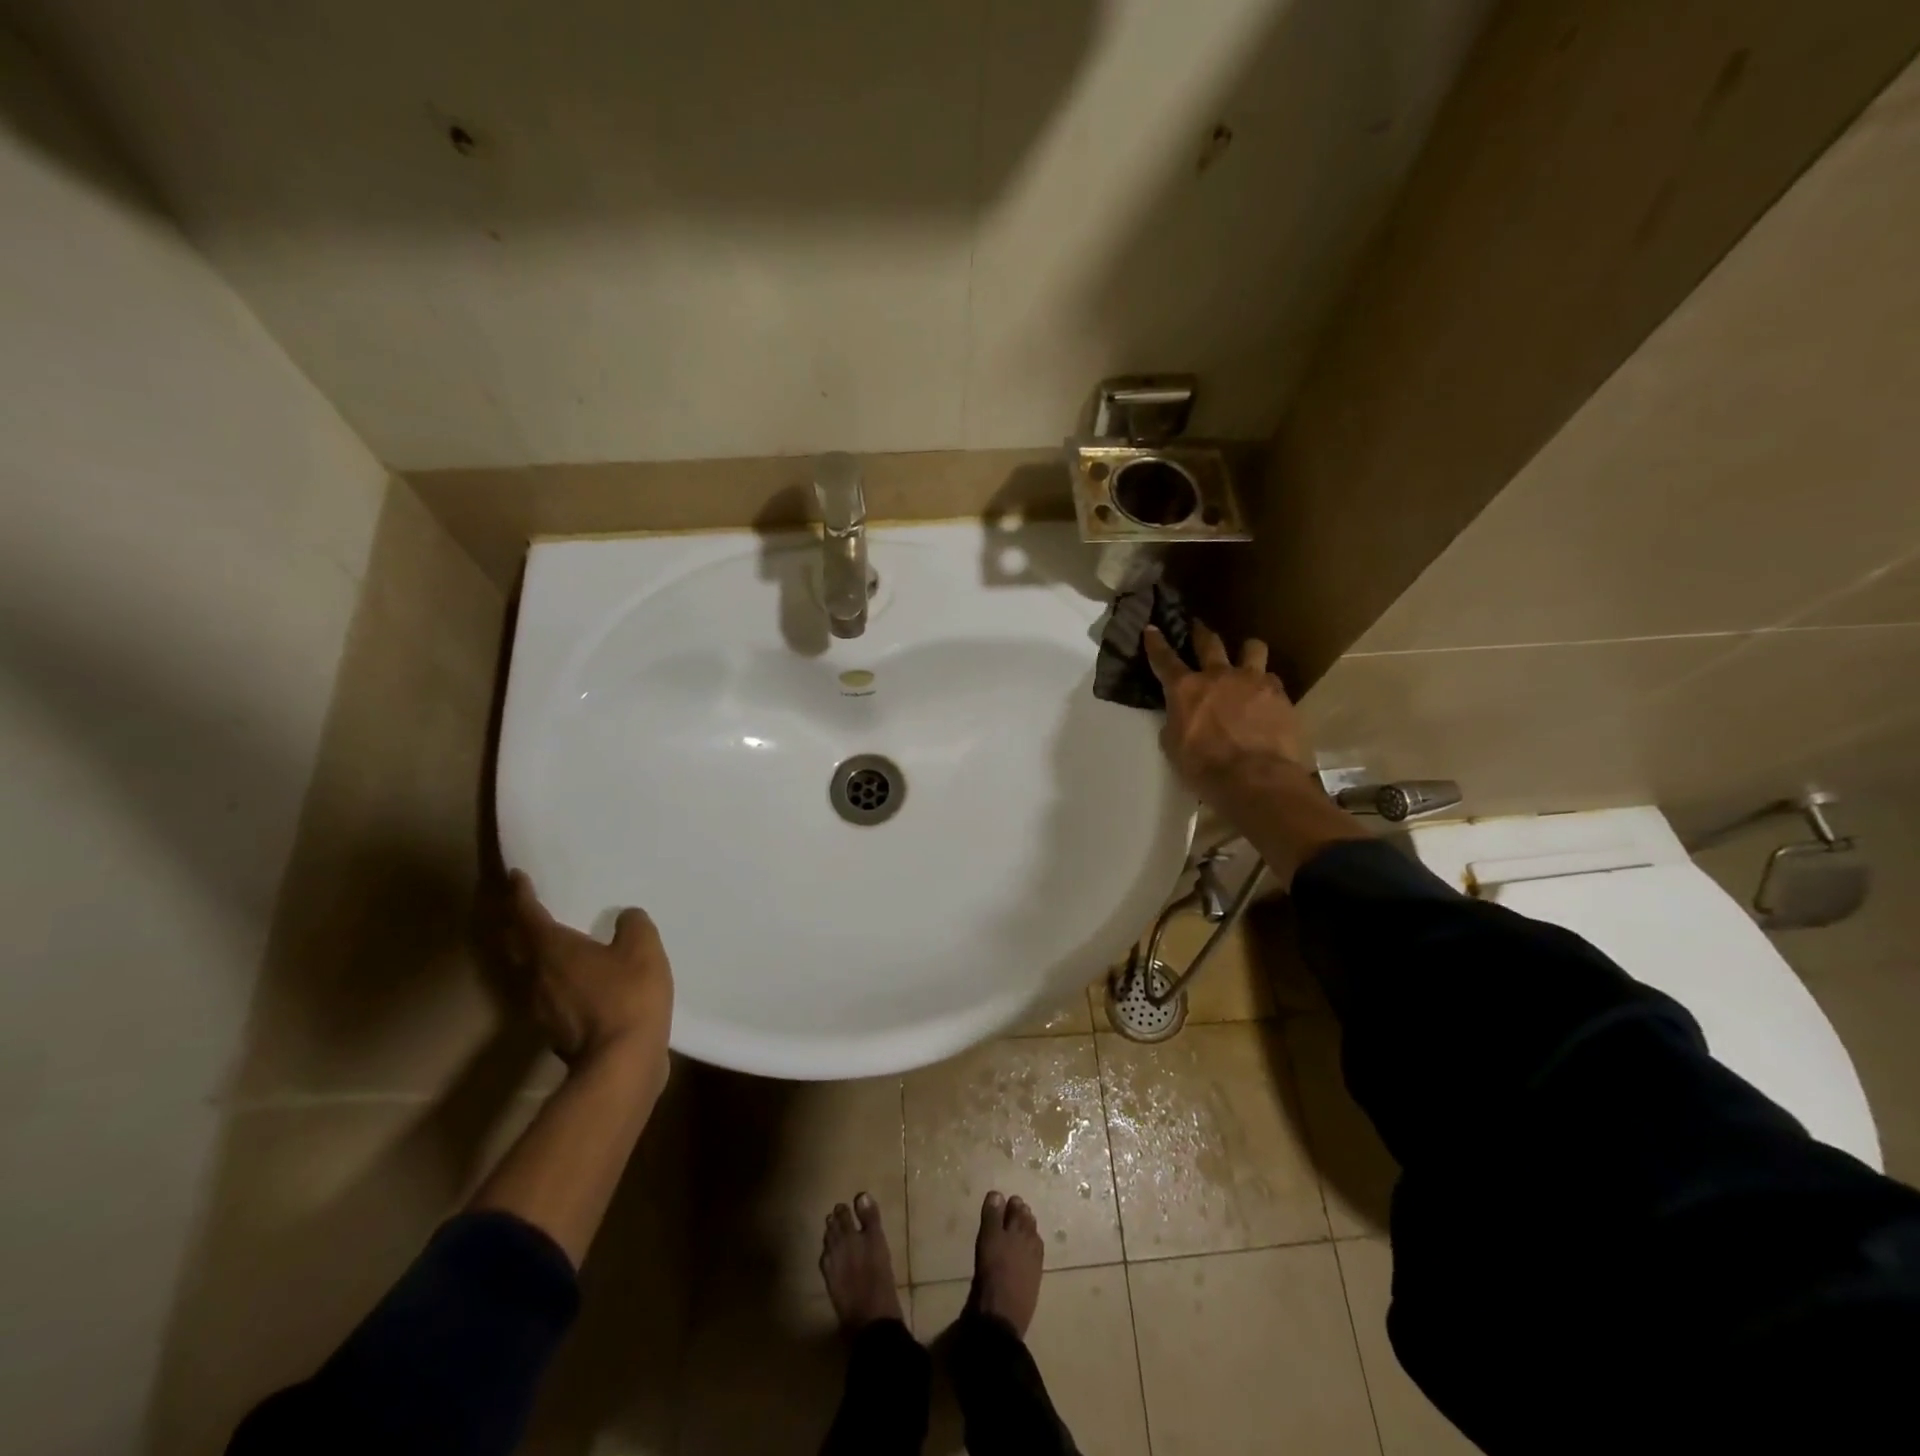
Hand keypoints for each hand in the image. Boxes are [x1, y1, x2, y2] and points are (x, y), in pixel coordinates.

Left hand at [507, 871, 673, 1079]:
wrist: (621, 1063)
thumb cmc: (628, 997)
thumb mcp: (642, 949)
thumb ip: (633, 925)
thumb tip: (625, 916)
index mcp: (553, 951)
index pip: (528, 915)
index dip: (521, 894)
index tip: (516, 877)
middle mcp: (537, 977)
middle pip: (519, 945)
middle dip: (519, 923)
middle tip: (525, 907)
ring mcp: (543, 1008)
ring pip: (530, 971)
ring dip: (535, 953)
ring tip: (552, 940)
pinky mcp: (557, 1030)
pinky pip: (549, 992)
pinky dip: (555, 978)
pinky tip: (576, 978)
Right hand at [1144, 622, 1309, 797]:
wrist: (1255, 779)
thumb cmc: (1204, 767)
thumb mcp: (1174, 746)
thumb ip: (1176, 722)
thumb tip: (1181, 715)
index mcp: (1185, 689)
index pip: (1164, 659)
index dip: (1156, 643)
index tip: (1152, 628)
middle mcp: (1218, 675)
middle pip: (1209, 642)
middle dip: (1200, 632)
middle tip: (1198, 626)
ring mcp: (1252, 681)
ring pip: (1252, 648)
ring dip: (1246, 651)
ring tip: (1247, 656)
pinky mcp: (1280, 695)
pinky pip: (1272, 679)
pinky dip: (1266, 685)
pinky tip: (1267, 696)